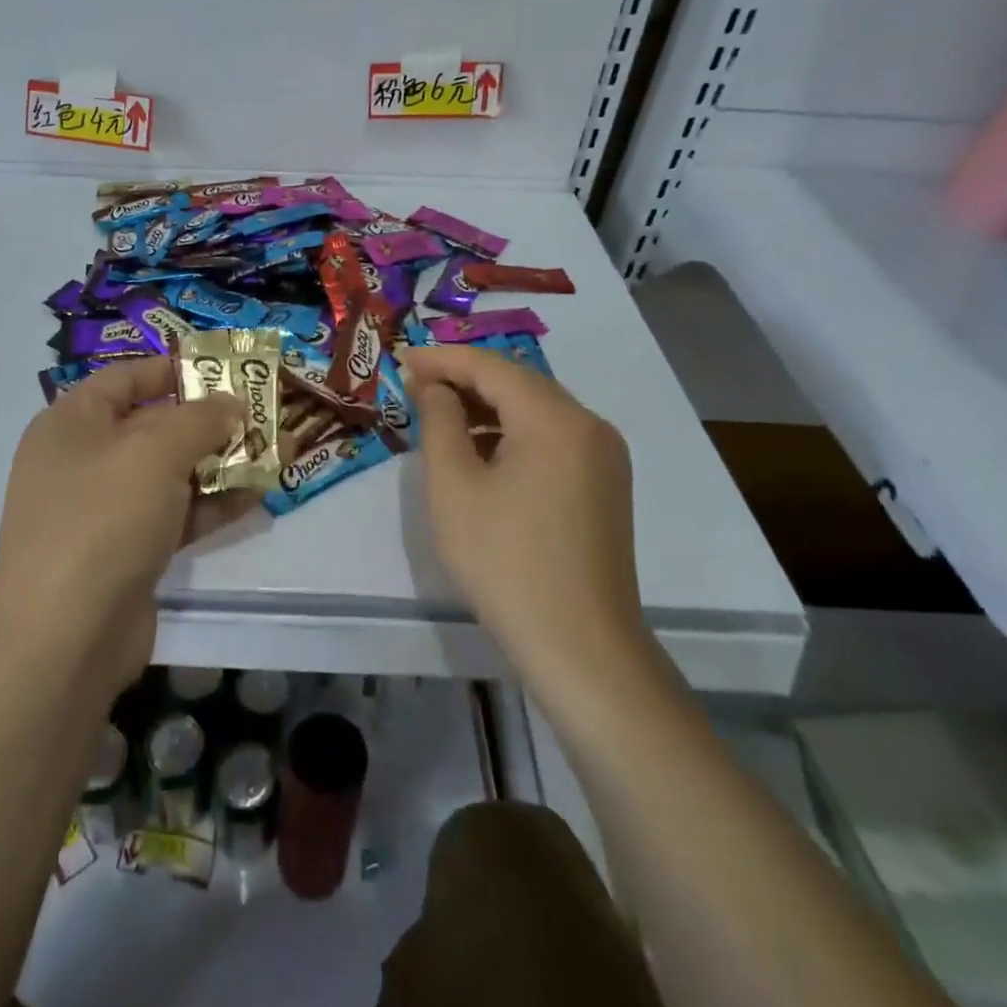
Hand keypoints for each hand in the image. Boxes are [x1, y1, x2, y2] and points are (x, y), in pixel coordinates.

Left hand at [0, 357, 249, 689]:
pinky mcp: (123, 553)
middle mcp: (81, 460)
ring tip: (272, 453)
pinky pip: (171, 515)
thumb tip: (231, 403)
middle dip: (208, 420)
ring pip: (167, 474)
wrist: (65, 639)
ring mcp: (101, 511)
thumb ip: (200, 419)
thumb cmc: (103, 517)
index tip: (223, 369)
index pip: (125, 378)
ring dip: (218, 464)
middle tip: (259, 414)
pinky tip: (256, 498)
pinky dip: (209, 505)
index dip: (173, 369)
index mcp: (71, 423)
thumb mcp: (155, 451)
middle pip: (151, 426)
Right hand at [406, 346, 647, 675]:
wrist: (580, 647)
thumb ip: (440, 422)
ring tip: (440, 418)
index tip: (401, 361)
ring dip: (489, 406)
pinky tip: (482, 453)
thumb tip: (435, 387)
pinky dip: (514, 433)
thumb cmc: (505, 561)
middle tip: (415, 387)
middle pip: (519, 382)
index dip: (442, 359)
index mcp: (555, 419)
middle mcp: (589, 425)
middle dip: (465, 379)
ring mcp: (604, 456)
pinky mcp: (605, 484)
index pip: (491, 366)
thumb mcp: (453, 486)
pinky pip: (553, 438)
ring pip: (537, 410)